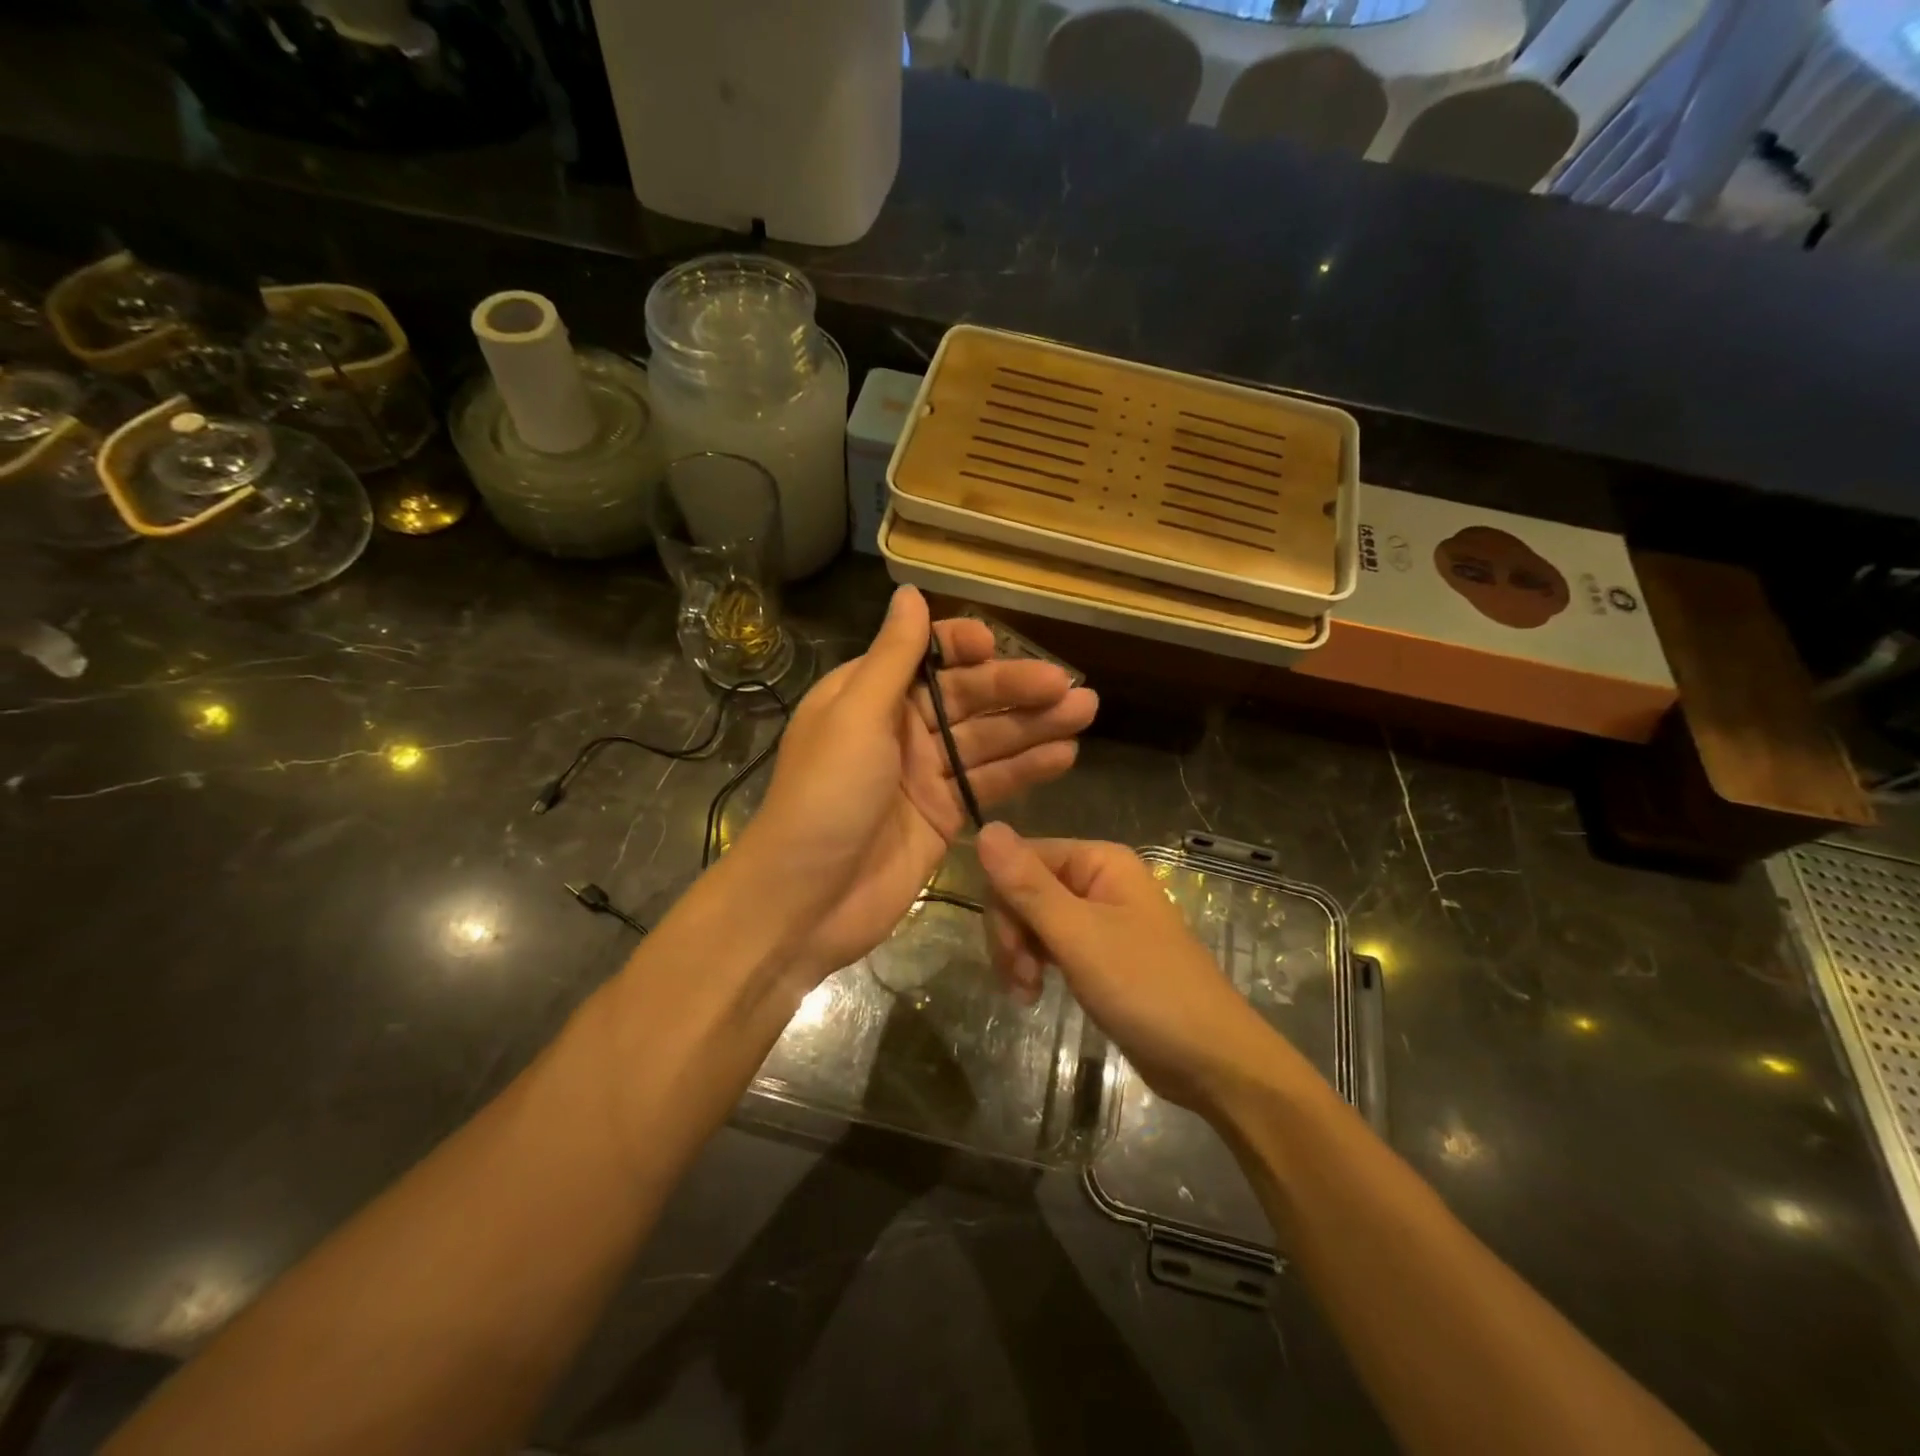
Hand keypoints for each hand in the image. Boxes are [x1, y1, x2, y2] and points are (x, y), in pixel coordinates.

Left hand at [734, 587, 1097, 983]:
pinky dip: (1025, 769)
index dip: (962, 647)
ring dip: (1034, 726)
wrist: (806, 901)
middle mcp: (899, 728)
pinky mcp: (944, 814)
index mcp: (868, 695)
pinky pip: (990, 782)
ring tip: (1085, 712)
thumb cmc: (825, 798)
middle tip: (1070, 688)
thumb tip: (910, 593)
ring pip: (987, 739)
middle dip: (1016, 689)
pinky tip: (1065, 755)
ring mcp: (924, 773)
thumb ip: (892, 658)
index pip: (924, 657)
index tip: (996, 646)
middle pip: (966, 698)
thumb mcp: (854, 717)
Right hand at [975, 823, 1287, 1114]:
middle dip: (1011, 933)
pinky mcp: (1098, 951)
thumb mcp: (1079, 936)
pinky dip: (1035, 966)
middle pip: (1024, 889)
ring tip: (1027, 994)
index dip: (1003, 901)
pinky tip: (1034, 994)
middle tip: (1020, 981)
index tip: (1006, 950)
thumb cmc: (1146, 990)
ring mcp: (1098, 916)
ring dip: (1019, 954)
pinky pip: (1050, 943)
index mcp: (1099, 861)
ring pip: (1032, 918)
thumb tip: (985, 828)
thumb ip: (1028, 885)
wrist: (1210, 1060)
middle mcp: (1098, 879)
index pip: (1022, 858)